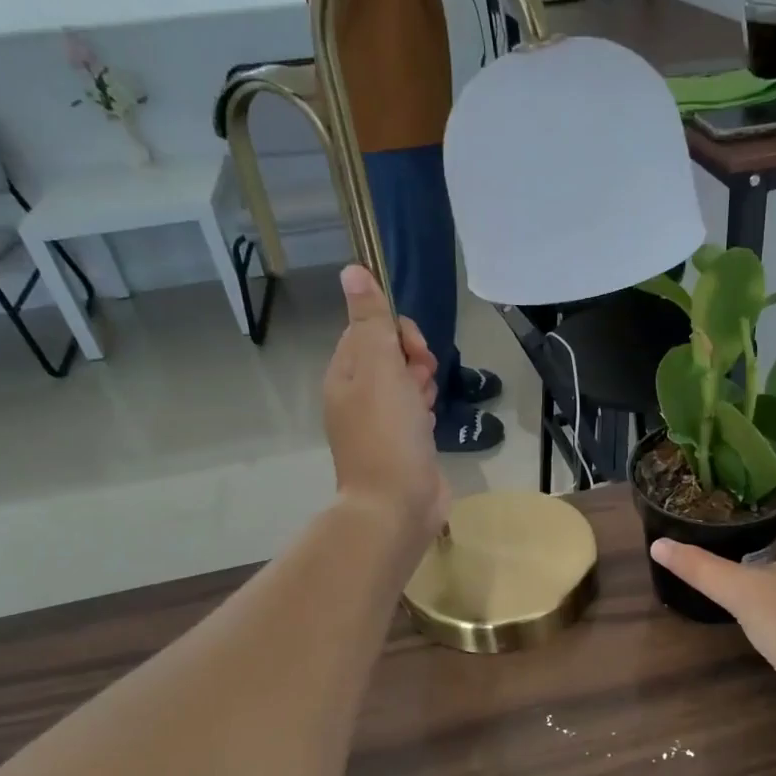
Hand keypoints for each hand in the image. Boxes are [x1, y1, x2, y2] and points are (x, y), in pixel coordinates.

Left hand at [324, 266, 448, 548]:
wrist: (397, 504)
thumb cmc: (388, 433)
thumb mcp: (379, 368)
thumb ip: (371, 320)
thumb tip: (353, 270)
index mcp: (344, 374)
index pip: (370, 330)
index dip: (397, 333)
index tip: (413, 353)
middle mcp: (357, 395)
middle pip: (391, 355)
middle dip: (414, 361)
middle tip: (420, 382)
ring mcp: (380, 422)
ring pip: (407, 383)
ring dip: (423, 385)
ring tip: (426, 407)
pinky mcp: (402, 443)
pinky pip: (416, 410)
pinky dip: (426, 410)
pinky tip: (431, 423)